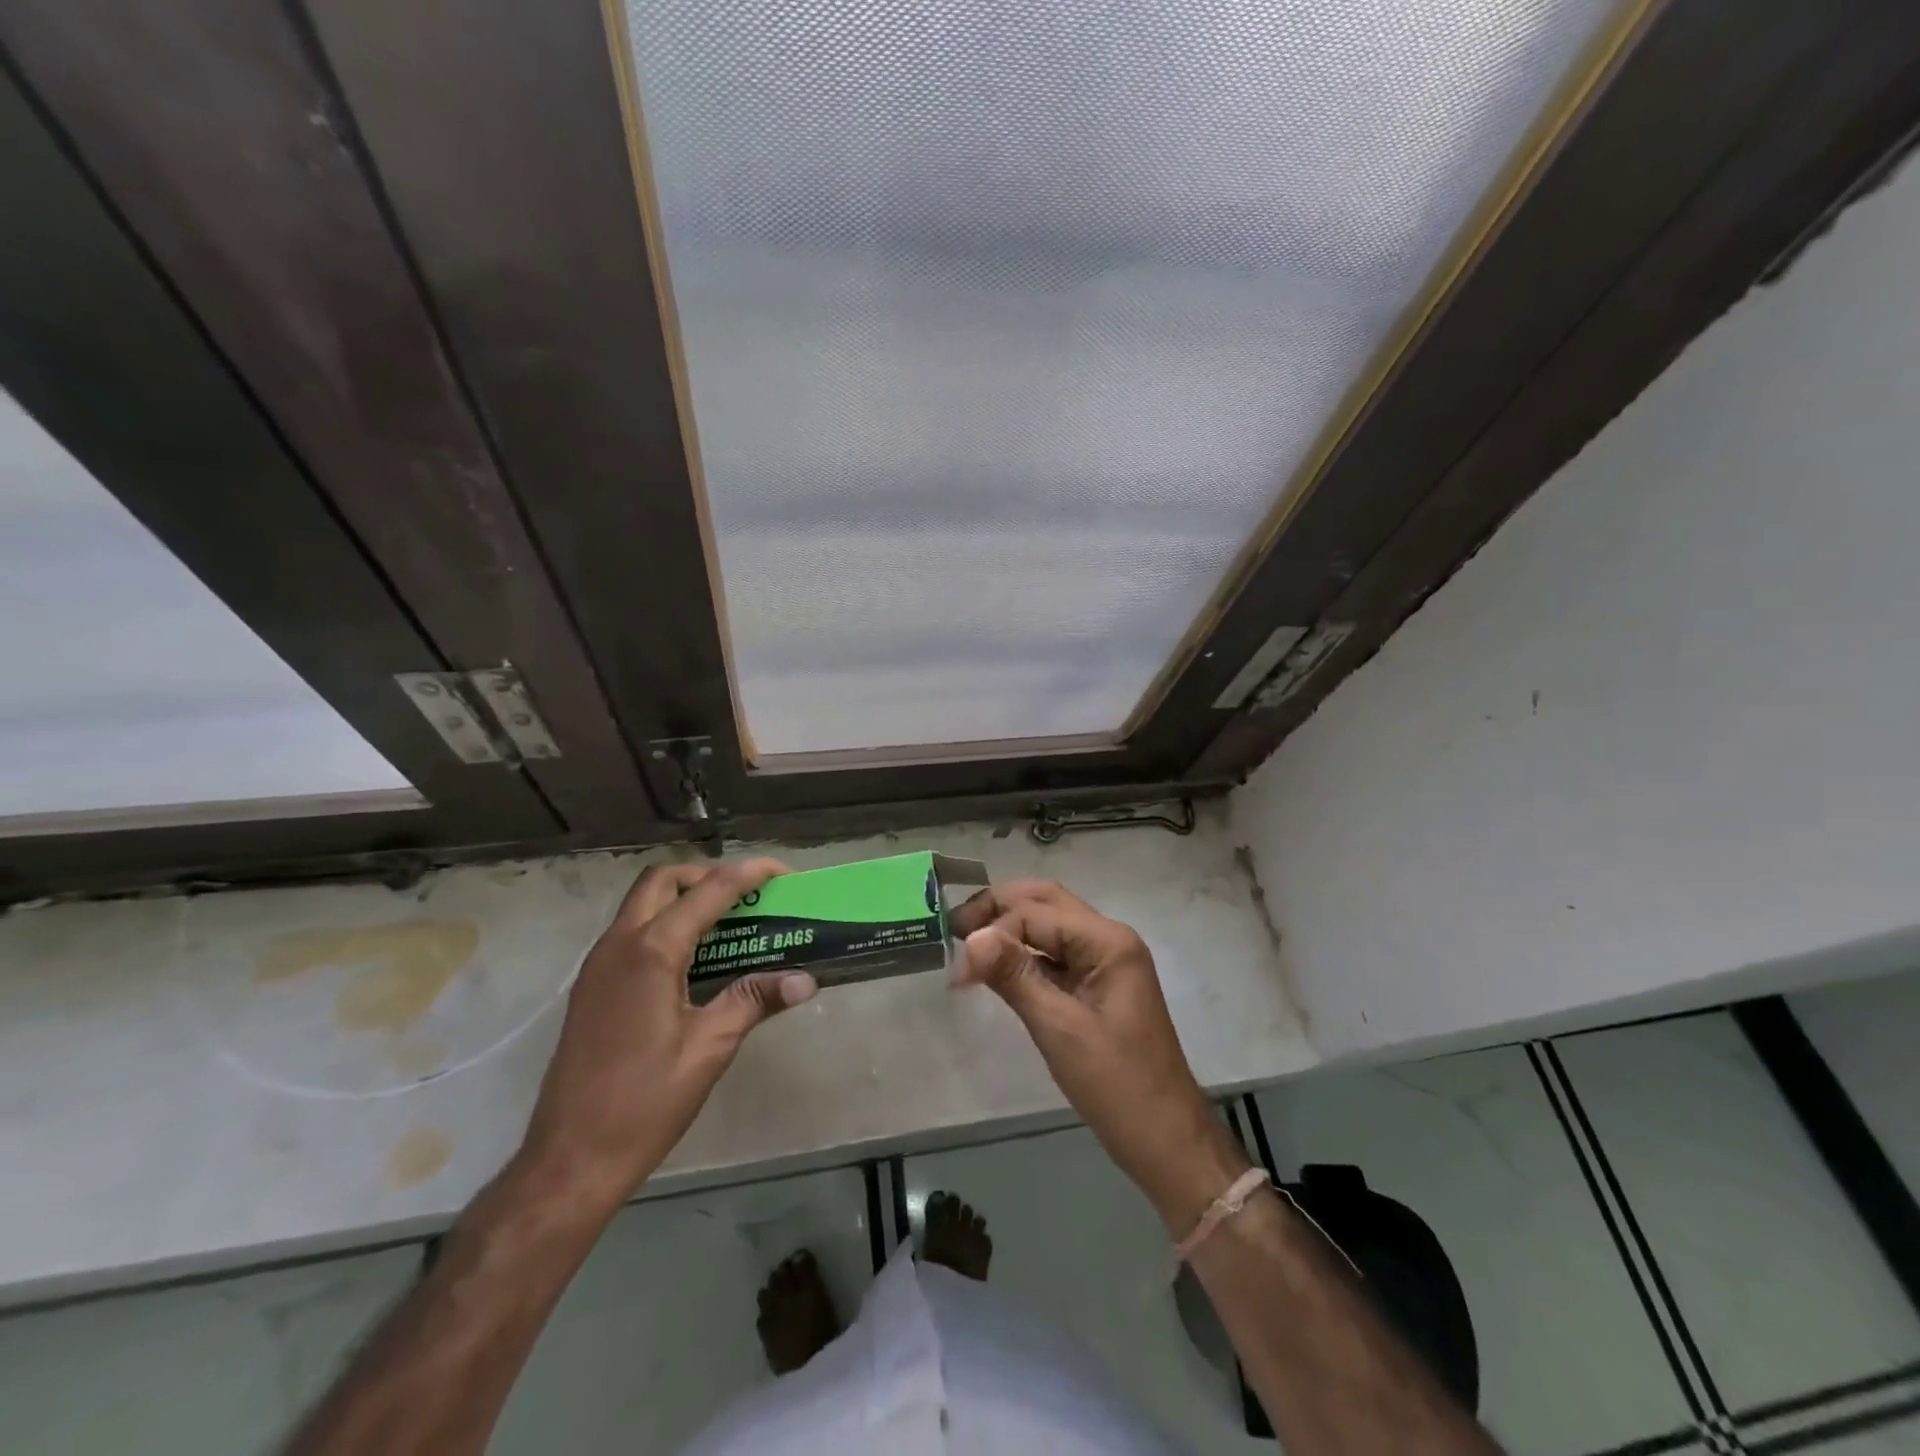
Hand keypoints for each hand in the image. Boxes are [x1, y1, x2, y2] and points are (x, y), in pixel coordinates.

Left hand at [518, 858, 817, 1206]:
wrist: (569, 1160)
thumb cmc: (644, 1103)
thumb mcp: (709, 1049)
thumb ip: (754, 1000)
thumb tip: (805, 980)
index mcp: (651, 952)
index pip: (707, 892)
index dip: (748, 874)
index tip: (782, 872)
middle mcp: (619, 945)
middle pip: (663, 881)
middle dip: (707, 875)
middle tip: (747, 896)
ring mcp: (598, 965)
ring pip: (642, 904)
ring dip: (683, 898)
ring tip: (728, 922)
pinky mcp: (591, 987)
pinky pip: (631, 932)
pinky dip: (664, 923)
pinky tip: (693, 959)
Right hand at [952, 880, 1250, 1233]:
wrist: (1166, 1140)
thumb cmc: (1116, 1084)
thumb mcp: (1059, 1028)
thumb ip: (1014, 976)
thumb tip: (972, 937)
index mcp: (1107, 941)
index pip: (1036, 913)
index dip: (993, 932)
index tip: (957, 968)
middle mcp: (1109, 939)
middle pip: (1046, 903)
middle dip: (999, 908)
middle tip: (954, 926)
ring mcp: (1107, 962)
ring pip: (1051, 926)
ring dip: (1011, 929)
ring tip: (968, 942)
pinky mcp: (1100, 986)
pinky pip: (1058, 955)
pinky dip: (1025, 955)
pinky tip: (998, 968)